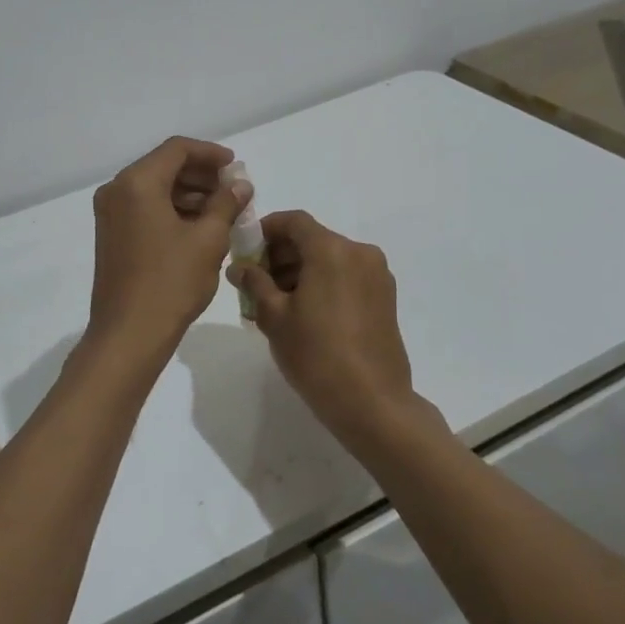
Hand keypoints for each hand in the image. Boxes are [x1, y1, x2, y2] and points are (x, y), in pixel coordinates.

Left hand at [87, 137, 250, 359]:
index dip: (210, 154)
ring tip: (223, 210)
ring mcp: (110, 213)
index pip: (177, 149)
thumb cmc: (171, 283)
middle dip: (201, 175)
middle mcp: (117, 190)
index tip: (235, 167)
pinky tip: (200, 227)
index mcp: (137, 183)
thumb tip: (240, 185)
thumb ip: (226, 204)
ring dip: (189, 194)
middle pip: (164, 166)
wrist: (128, 334)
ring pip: (155, 188)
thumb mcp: (208, 240)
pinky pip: (145, 208)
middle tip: (233, 190)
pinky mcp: (112, 234)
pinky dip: (172, 210)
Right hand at [228, 211, 422, 455]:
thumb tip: (239, 267)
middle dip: (281, 254)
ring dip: (301, 269)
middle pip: (313, 238)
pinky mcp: (385, 297)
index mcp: (331, 250)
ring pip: (330, 258)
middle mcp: (359, 252)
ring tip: (276, 301)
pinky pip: (347, 275)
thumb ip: (255, 283)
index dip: (266, 229)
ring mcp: (377, 275)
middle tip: (255, 281)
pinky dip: (323, 281)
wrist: (373, 403)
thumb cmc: (317, 355)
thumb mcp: (275, 317)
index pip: (294, 221)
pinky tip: (304, 311)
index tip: (246, 250)